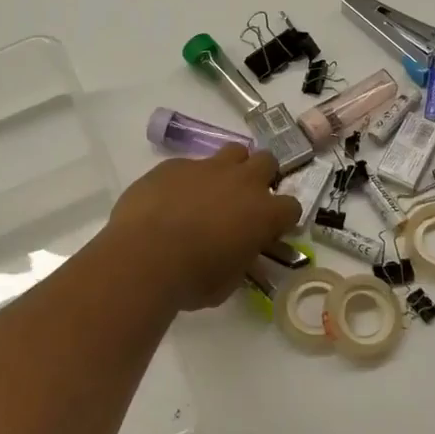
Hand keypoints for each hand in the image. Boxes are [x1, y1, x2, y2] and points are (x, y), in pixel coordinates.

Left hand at [107, 146, 303, 310]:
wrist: (143, 257)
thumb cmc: (193, 279)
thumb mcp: (229, 281)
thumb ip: (242, 261)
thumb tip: (241, 255)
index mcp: (263, 213)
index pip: (291, 207)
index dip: (281, 219)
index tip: (269, 231)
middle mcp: (242, 182)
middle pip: (267, 161)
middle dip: (262, 177)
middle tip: (245, 200)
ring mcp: (207, 168)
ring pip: (233, 151)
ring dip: (230, 168)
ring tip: (213, 191)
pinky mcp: (174, 165)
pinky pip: (190, 165)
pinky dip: (188, 179)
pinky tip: (172, 200)